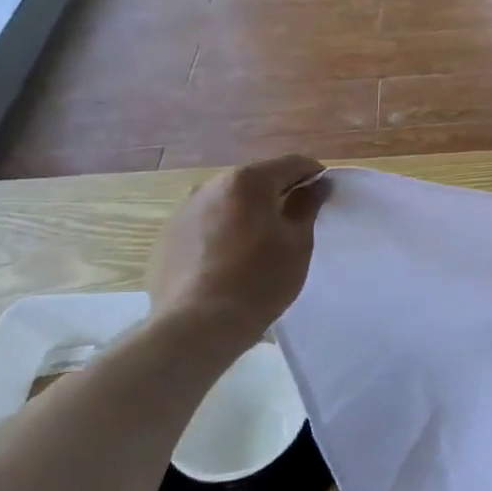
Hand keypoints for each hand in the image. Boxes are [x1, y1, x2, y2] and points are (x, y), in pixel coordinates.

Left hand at [147, 155, 331, 331]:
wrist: (197, 326)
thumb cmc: (259, 280)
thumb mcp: (297, 242)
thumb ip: (307, 205)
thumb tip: (317, 184)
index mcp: (247, 181)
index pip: (292, 164)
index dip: (314, 176)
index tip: (324, 196)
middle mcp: (211, 185)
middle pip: (257, 181)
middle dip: (278, 194)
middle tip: (294, 224)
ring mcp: (184, 210)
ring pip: (228, 202)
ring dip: (248, 213)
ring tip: (259, 246)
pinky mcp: (167, 237)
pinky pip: (206, 224)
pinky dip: (222, 232)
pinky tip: (229, 263)